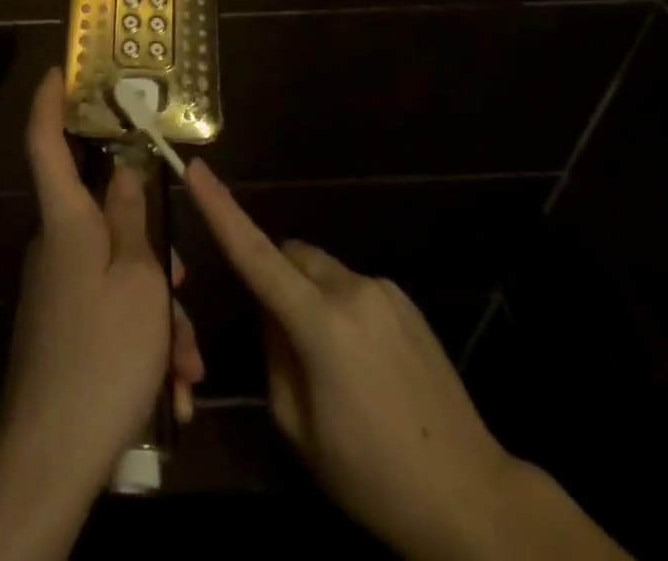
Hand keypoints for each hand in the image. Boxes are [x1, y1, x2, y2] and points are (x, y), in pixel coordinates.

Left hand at [0, 72, 203, 560]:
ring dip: (159, 313)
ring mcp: (57, 291)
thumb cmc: (103, 353)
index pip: (46, 143)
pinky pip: (111, 315)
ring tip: (185, 367)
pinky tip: (171, 393)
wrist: (51, 462)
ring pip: (120, 277)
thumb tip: (123, 171)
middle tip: (185, 282)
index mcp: (67, 221)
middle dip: (153, 248)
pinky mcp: (63, 331)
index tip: (56, 70)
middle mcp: (56, 247)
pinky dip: (144, 343)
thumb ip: (132, 219)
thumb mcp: (139, 280)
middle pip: (106, 221)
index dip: (48, 102)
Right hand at [185, 160, 626, 560]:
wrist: (471, 497)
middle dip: (275, 278)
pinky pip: (353, 287)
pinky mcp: (405, 299)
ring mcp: (383, 290)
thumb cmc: (372, 477)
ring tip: (332, 364)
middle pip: (290, 256)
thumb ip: (274, 356)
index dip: (221, 210)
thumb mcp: (299, 429)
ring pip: (321, 271)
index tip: (196, 169)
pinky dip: (339, 307)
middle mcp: (351, 290)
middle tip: (282, 339)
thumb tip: (272, 315)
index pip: (255, 254)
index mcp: (319, 324)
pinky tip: (364, 364)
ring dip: (309, 295)